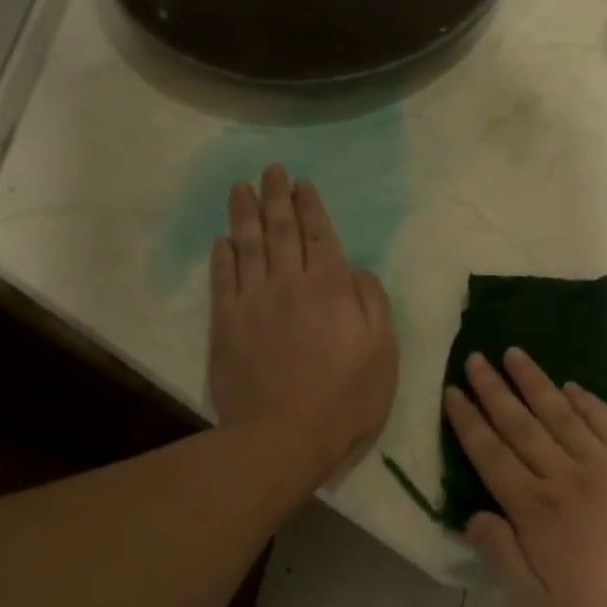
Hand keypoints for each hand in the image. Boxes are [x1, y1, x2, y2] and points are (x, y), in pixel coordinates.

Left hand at [209, 165, 397, 478]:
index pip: (320, 235)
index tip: (303, 183)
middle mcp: (289, 284)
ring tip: (241, 188)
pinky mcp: (226, 325)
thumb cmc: (346, 398)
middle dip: (277, 197)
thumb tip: (356, 272)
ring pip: (248, 246)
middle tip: (271, 170)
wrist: (284, 436)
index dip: (311, 207)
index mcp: (331, 288)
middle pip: (281, 231)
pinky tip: (223, 240)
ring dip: (245, 214)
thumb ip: (373, 304)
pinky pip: (223, 279)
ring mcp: (253, 302)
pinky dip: (223, 256)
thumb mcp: (384, 352)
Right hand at [443, 347, 606, 606]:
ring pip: (562, 414)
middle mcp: (568, 478)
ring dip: (536, 383)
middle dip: (495, 390)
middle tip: (477, 358)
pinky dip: (587, 401)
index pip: (492, 456)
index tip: (454, 391)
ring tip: (515, 355)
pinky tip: (572, 386)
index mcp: (537, 513)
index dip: (470, 423)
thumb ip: (504, 560)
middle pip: (522, 425)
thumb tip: (474, 516)